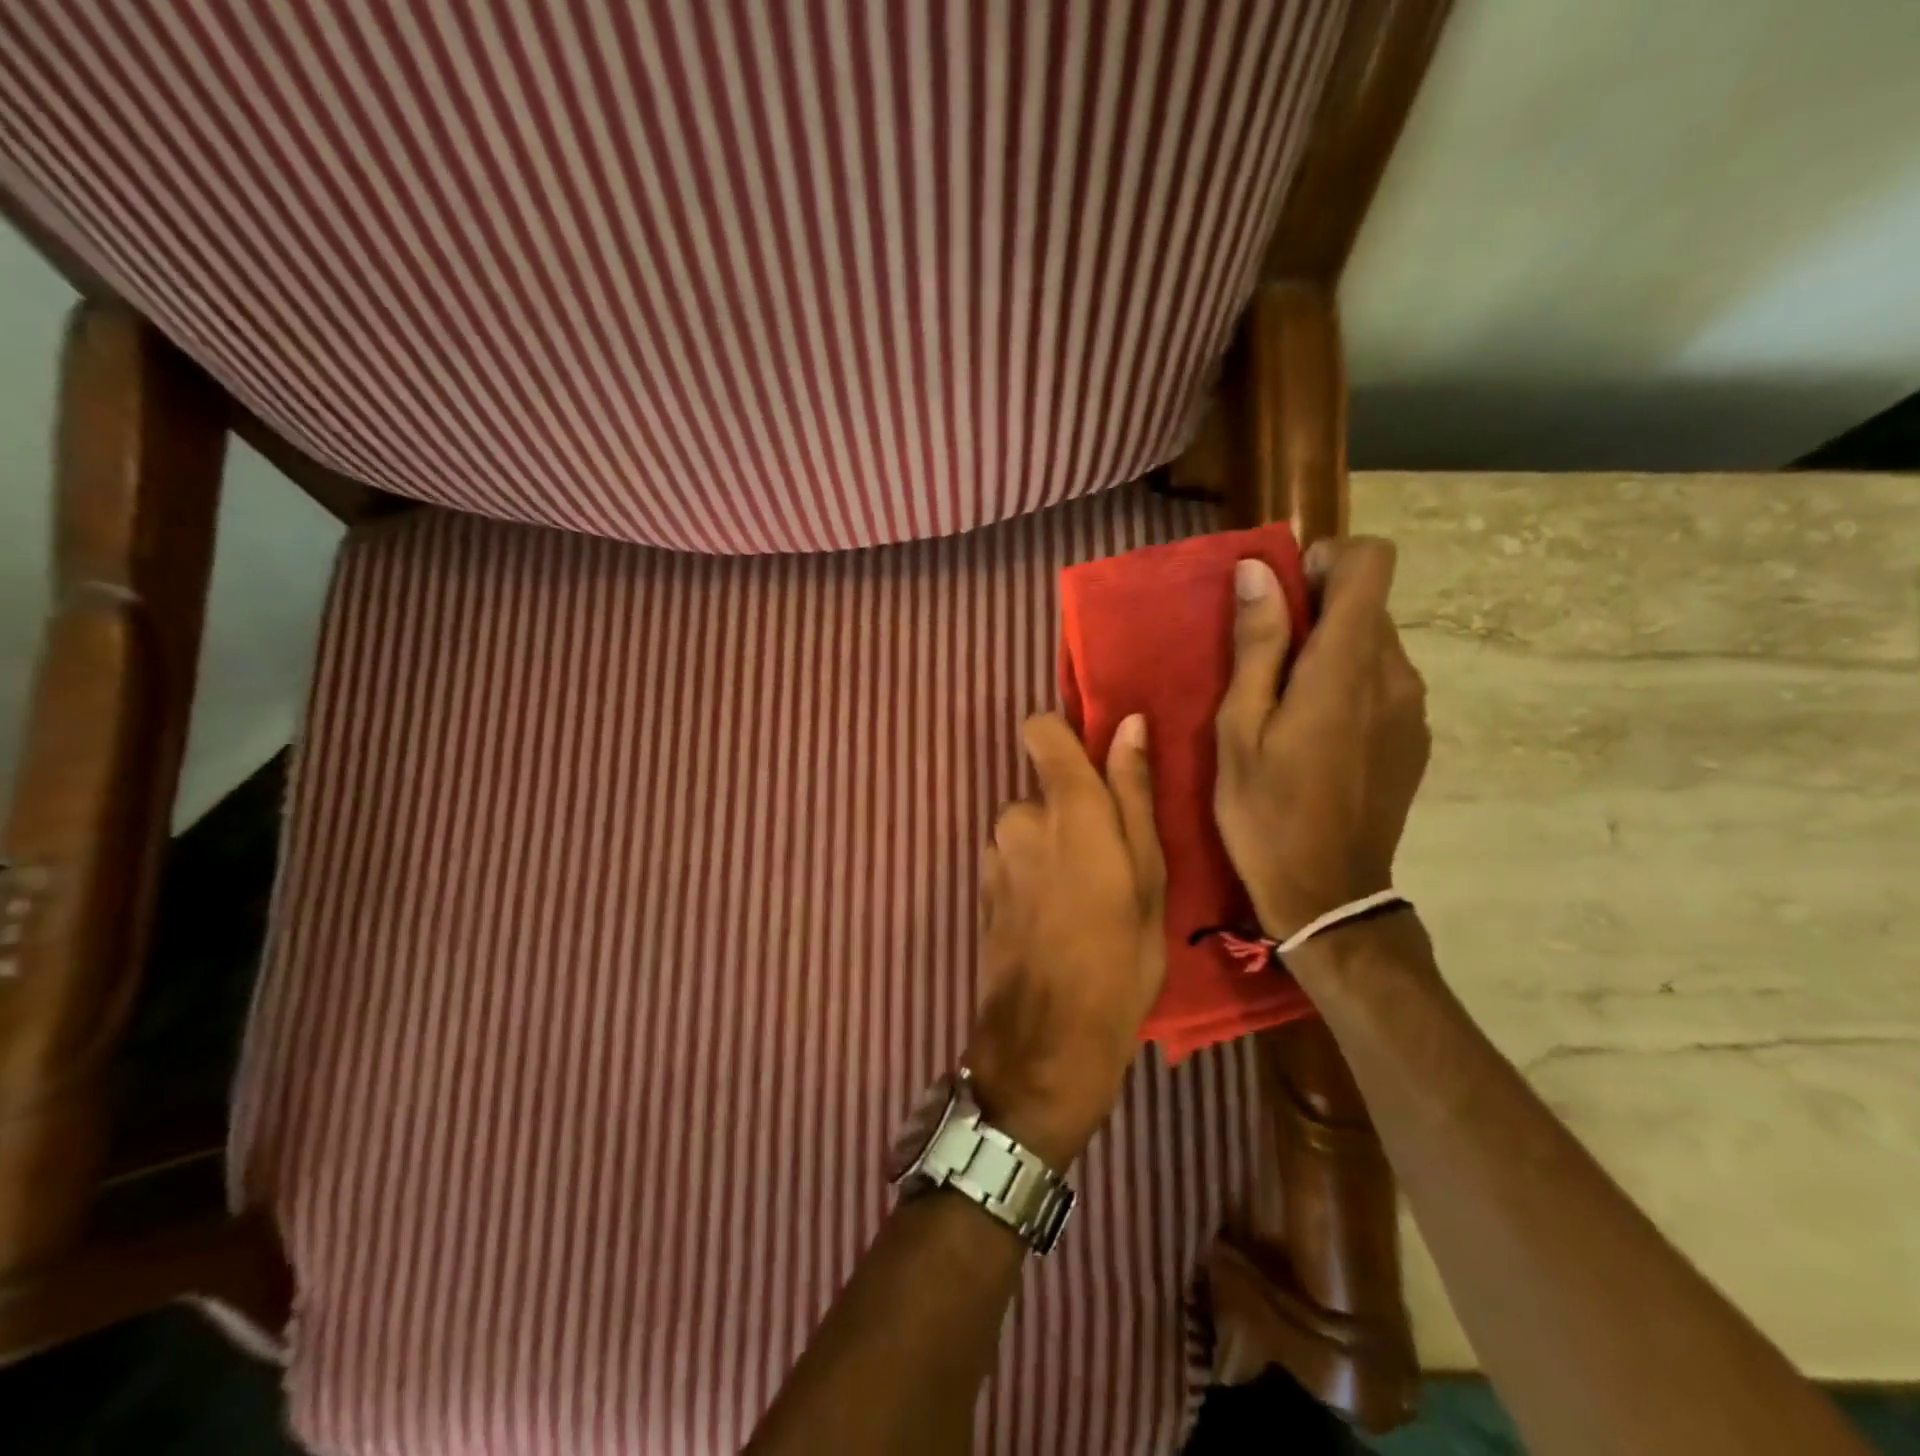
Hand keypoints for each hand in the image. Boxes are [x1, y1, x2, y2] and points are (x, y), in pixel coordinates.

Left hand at [966, 713, 1165, 1168]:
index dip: (1066, 737)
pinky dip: (1034, 873)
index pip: (1041, 729)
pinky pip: (1015, 858)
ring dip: (1054, 847)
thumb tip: (1130, 724)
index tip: (1097, 767)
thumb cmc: (1119, 958)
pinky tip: (1056, 920)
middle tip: (1113, 866)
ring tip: (1087, 901)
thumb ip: (1132, 793)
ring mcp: (994, 854)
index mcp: (1066, 807)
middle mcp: (1018, 818)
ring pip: (1030, 827)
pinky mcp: (983, 886)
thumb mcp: (1148, 876)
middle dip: (1073, 811)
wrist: (1047, 1042)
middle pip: (1044, 787)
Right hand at [1213, 537, 1429, 941]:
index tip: (1283, 598)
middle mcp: (1395, 674)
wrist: (1329, 894)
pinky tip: (1316, 739)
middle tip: (1263, 668)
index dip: (1327, 561)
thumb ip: (1257, 645)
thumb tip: (1258, 571)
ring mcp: (1413, 708)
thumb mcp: (1239, 729)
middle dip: (1314, 614)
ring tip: (1285, 708)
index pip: (1371, 562)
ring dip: (1329, 653)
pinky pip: (1383, 682)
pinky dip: (1348, 686)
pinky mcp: (1415, 737)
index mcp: (1346, 666)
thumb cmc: (1265, 811)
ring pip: (1373, 644)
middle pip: (1367, 604)